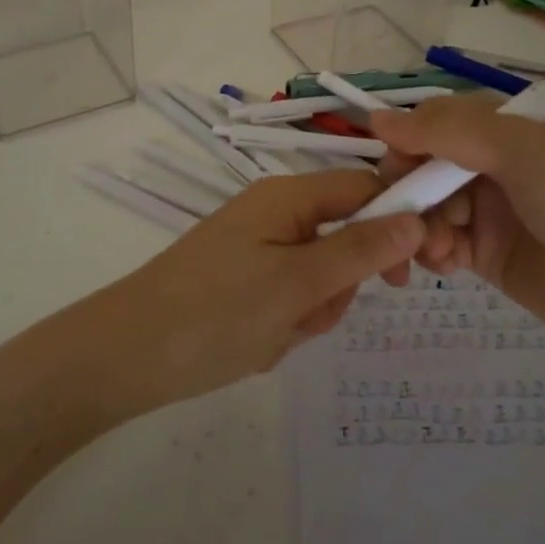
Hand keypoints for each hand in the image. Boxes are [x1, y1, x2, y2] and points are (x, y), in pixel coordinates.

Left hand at [79, 171, 425, 415]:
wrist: (127, 355)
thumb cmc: (217, 313)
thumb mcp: (298, 283)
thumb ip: (361, 250)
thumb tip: (416, 218)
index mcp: (288, 196)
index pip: (365, 188)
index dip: (398, 222)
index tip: (417, 272)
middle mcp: (274, 212)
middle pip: (344, 237)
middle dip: (339, 285)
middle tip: (311, 312)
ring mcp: (256, 248)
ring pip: (319, 276)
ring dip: (310, 310)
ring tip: (274, 333)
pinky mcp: (243, 281)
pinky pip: (289, 296)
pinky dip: (285, 323)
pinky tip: (255, 343)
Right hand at [368, 97, 544, 369]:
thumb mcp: (521, 151)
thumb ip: (448, 130)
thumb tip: (376, 118)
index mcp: (503, 128)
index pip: (432, 122)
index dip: (406, 143)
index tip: (396, 171)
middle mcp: (490, 164)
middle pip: (420, 166)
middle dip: (408, 191)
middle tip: (413, 220)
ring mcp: (487, 211)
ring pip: (424, 206)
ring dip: (418, 225)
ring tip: (437, 251)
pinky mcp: (486, 255)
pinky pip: (439, 244)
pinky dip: (432, 252)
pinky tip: (448, 266)